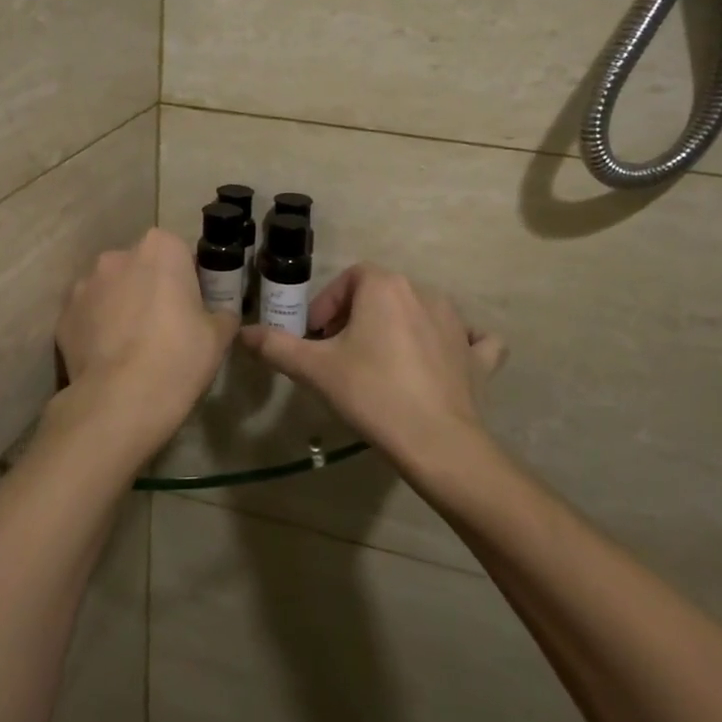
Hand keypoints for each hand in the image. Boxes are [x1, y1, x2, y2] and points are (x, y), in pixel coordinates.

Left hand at [55, 229, 239, 458]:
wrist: (121, 400)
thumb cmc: (179, 357)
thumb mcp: (219, 335)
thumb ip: (223, 313)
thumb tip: (221, 313)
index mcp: (160, 248)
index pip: (180, 253)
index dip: (188, 280)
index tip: (193, 307)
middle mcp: (118, 256)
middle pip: (141, 268)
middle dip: (151, 288)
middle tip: (166, 327)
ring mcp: (84, 284)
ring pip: (111, 290)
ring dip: (122, 306)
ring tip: (133, 346)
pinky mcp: (64, 315)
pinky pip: (88, 315)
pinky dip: (98, 329)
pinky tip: (110, 357)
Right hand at [239, 264, 504, 472]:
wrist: (437, 442)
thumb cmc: (371, 393)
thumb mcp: (315, 369)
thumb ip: (276, 346)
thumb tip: (243, 334)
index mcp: (384, 286)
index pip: (349, 280)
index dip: (327, 306)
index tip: (316, 338)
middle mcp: (424, 293)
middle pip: (381, 294)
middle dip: (357, 317)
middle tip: (340, 354)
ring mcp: (458, 323)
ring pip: (420, 312)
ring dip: (398, 328)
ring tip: (380, 365)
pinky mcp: (478, 356)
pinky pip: (470, 339)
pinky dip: (458, 345)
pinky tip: (444, 362)